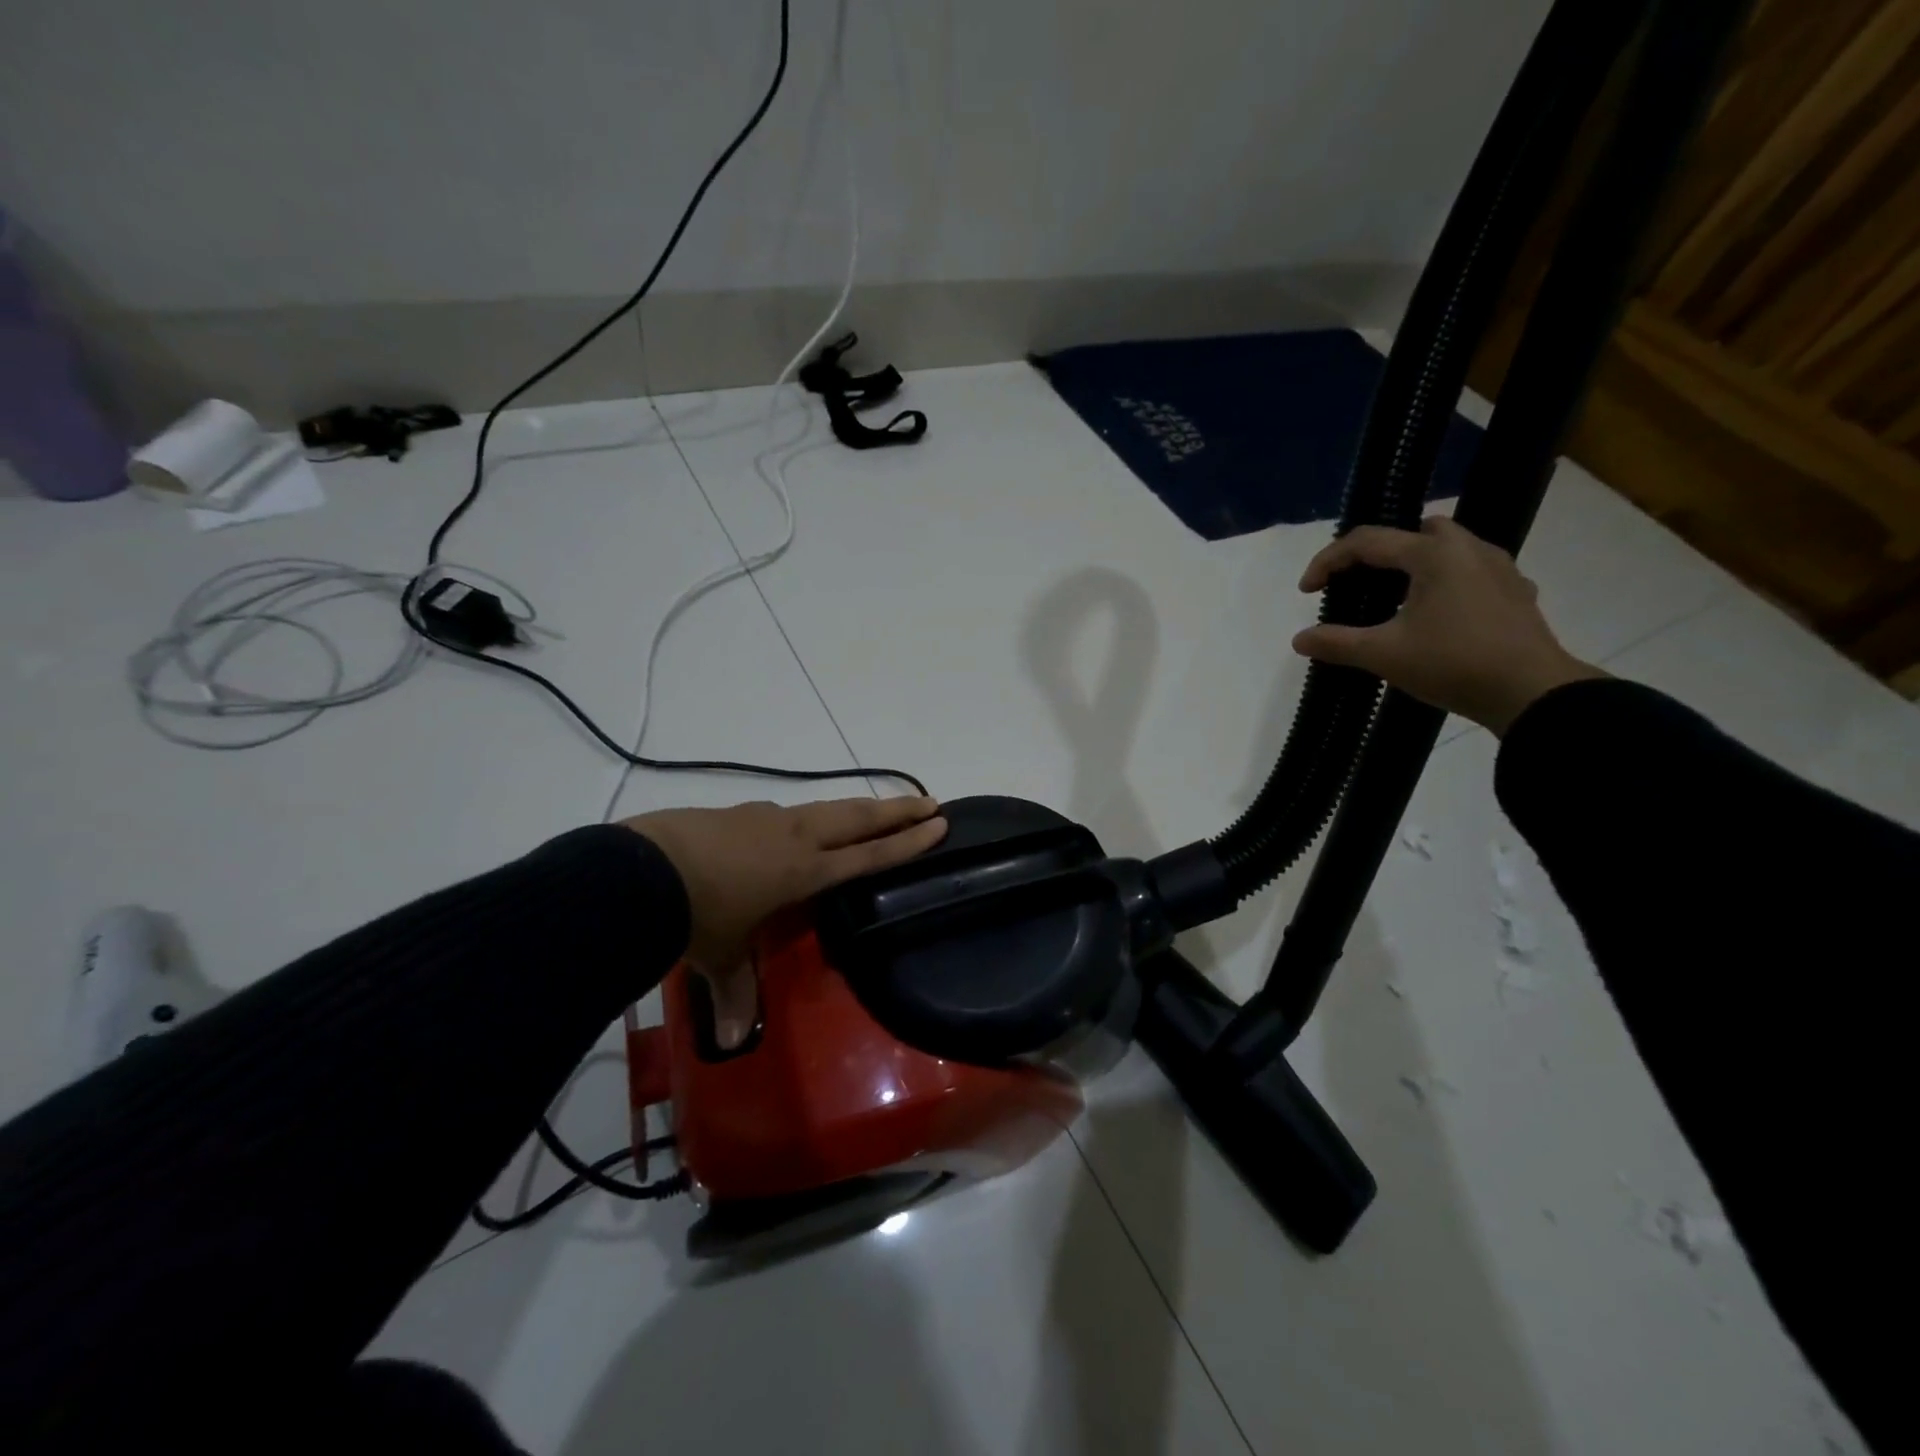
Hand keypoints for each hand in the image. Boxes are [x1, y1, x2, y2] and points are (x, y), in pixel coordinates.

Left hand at [623, 796, 946, 1045]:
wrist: (643, 869)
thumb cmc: (696, 914)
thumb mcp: (719, 956)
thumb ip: (734, 992)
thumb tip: (733, 1040)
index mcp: (804, 871)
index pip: (868, 856)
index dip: (906, 842)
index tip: (939, 824)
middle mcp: (795, 838)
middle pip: (858, 819)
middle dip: (897, 811)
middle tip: (930, 802)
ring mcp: (767, 819)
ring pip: (827, 808)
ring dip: (857, 808)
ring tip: (874, 809)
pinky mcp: (739, 813)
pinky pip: (787, 813)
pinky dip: (809, 816)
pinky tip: (798, 825)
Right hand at [1292, 516, 1604, 733]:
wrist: (1532, 692)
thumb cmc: (1453, 664)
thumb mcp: (1383, 655)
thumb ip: (1336, 643)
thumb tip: (1299, 639)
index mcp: (1433, 554)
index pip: (1367, 542)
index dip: (1328, 562)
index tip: (1307, 591)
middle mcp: (1468, 548)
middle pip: (1414, 532)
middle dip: (1377, 552)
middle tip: (1355, 582)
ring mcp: (1498, 568)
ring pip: (1447, 548)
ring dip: (1413, 565)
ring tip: (1393, 599)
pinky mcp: (1514, 592)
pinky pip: (1470, 571)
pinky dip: (1443, 581)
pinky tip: (1435, 614)